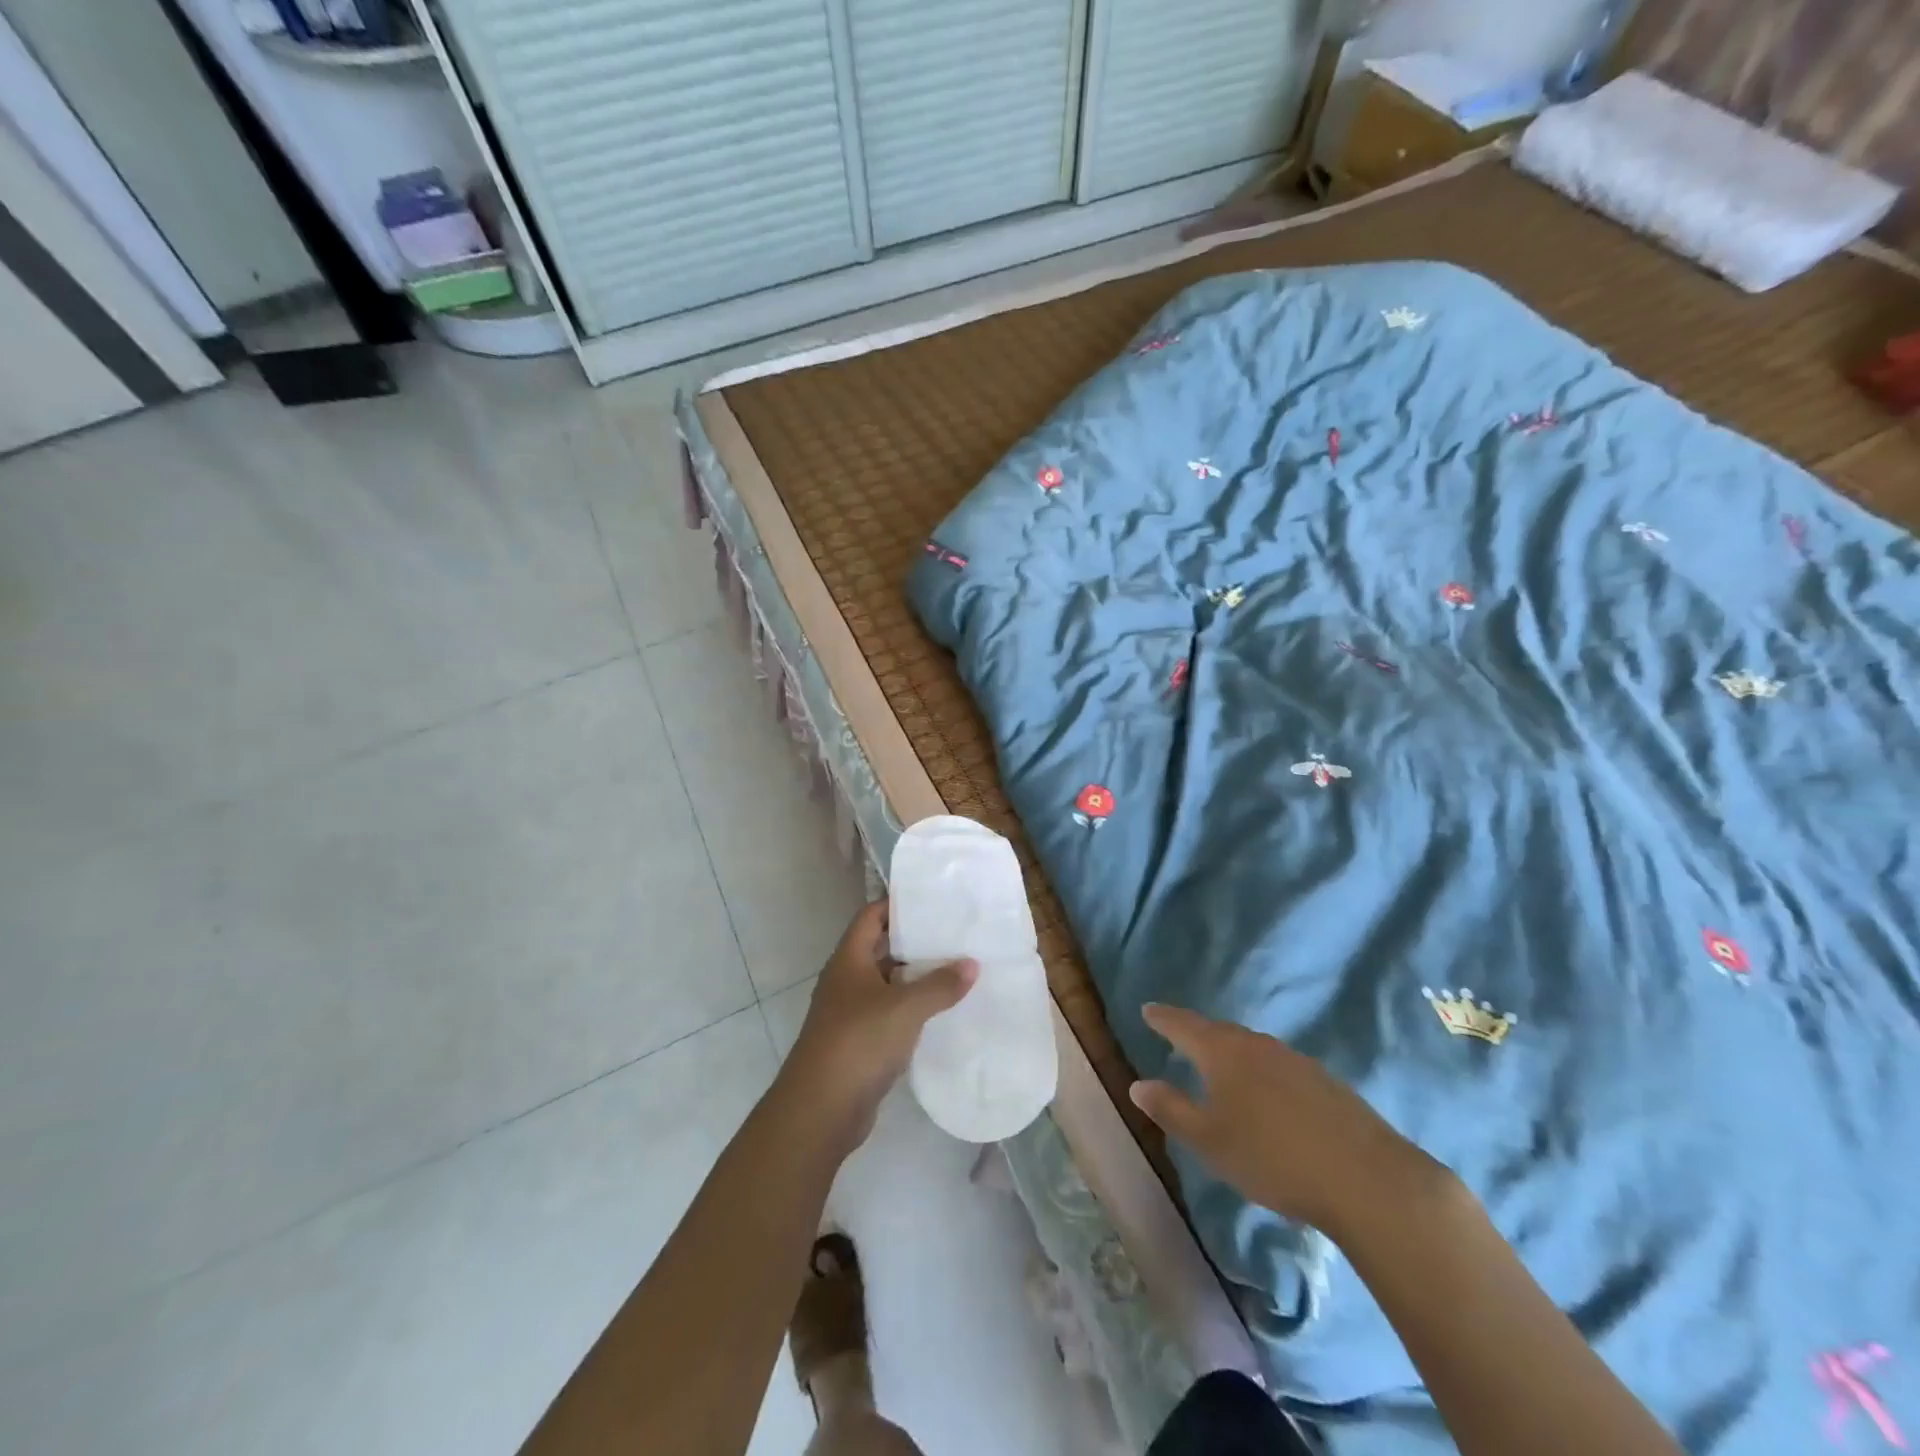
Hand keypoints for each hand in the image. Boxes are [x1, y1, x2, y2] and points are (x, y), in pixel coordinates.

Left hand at [782, 901, 976, 1154]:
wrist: (821, 1109)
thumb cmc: (859, 1041)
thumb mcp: (905, 1007)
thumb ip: (940, 985)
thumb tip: (972, 964)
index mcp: (849, 960)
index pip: (870, 916)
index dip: (896, 904)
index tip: (931, 901)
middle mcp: (846, 980)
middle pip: (881, 949)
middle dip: (914, 943)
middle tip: (954, 935)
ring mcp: (850, 1013)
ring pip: (887, 984)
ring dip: (916, 979)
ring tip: (957, 970)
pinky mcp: (859, 1043)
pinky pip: (889, 1015)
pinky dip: (912, 1010)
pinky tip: (941, 1013)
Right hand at [1129, 1004, 1452, 1244]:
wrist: (1367, 1179)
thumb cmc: (1273, 1158)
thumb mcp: (1210, 1141)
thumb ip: (1171, 1110)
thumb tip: (1138, 1085)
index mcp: (1223, 1052)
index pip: (1183, 1025)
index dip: (1163, 1018)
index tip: (1148, 1010)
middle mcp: (1257, 1045)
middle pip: (1219, 1032)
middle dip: (1197, 1034)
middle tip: (1180, 1037)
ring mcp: (1295, 1060)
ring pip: (1252, 1048)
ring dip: (1231, 1053)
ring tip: (1220, 1066)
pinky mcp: (1325, 1082)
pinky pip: (1278, 1066)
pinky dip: (1261, 1072)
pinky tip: (1267, 1096)